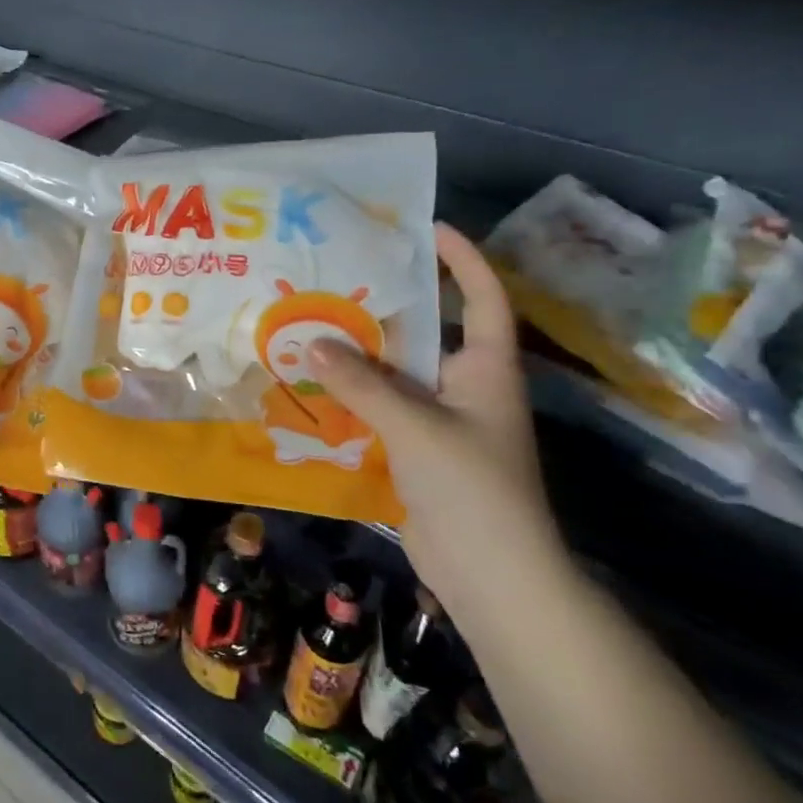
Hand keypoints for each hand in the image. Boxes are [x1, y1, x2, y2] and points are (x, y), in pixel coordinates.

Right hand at [310, 224, 565, 625]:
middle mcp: (466, 386)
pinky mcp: (417, 451)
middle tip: (339, 276)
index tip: (427, 228)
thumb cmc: (471, 488)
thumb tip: (312, 343)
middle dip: (388, 305)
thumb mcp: (415, 427)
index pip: (484, 298)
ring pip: (396, 373)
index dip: (463, 259)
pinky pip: (381, 409)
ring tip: (312, 323)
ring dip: (359, 355)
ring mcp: (441, 421)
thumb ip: (363, 384)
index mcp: (487, 369)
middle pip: (428, 332)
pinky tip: (312, 385)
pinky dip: (351, 396)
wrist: (490, 574)